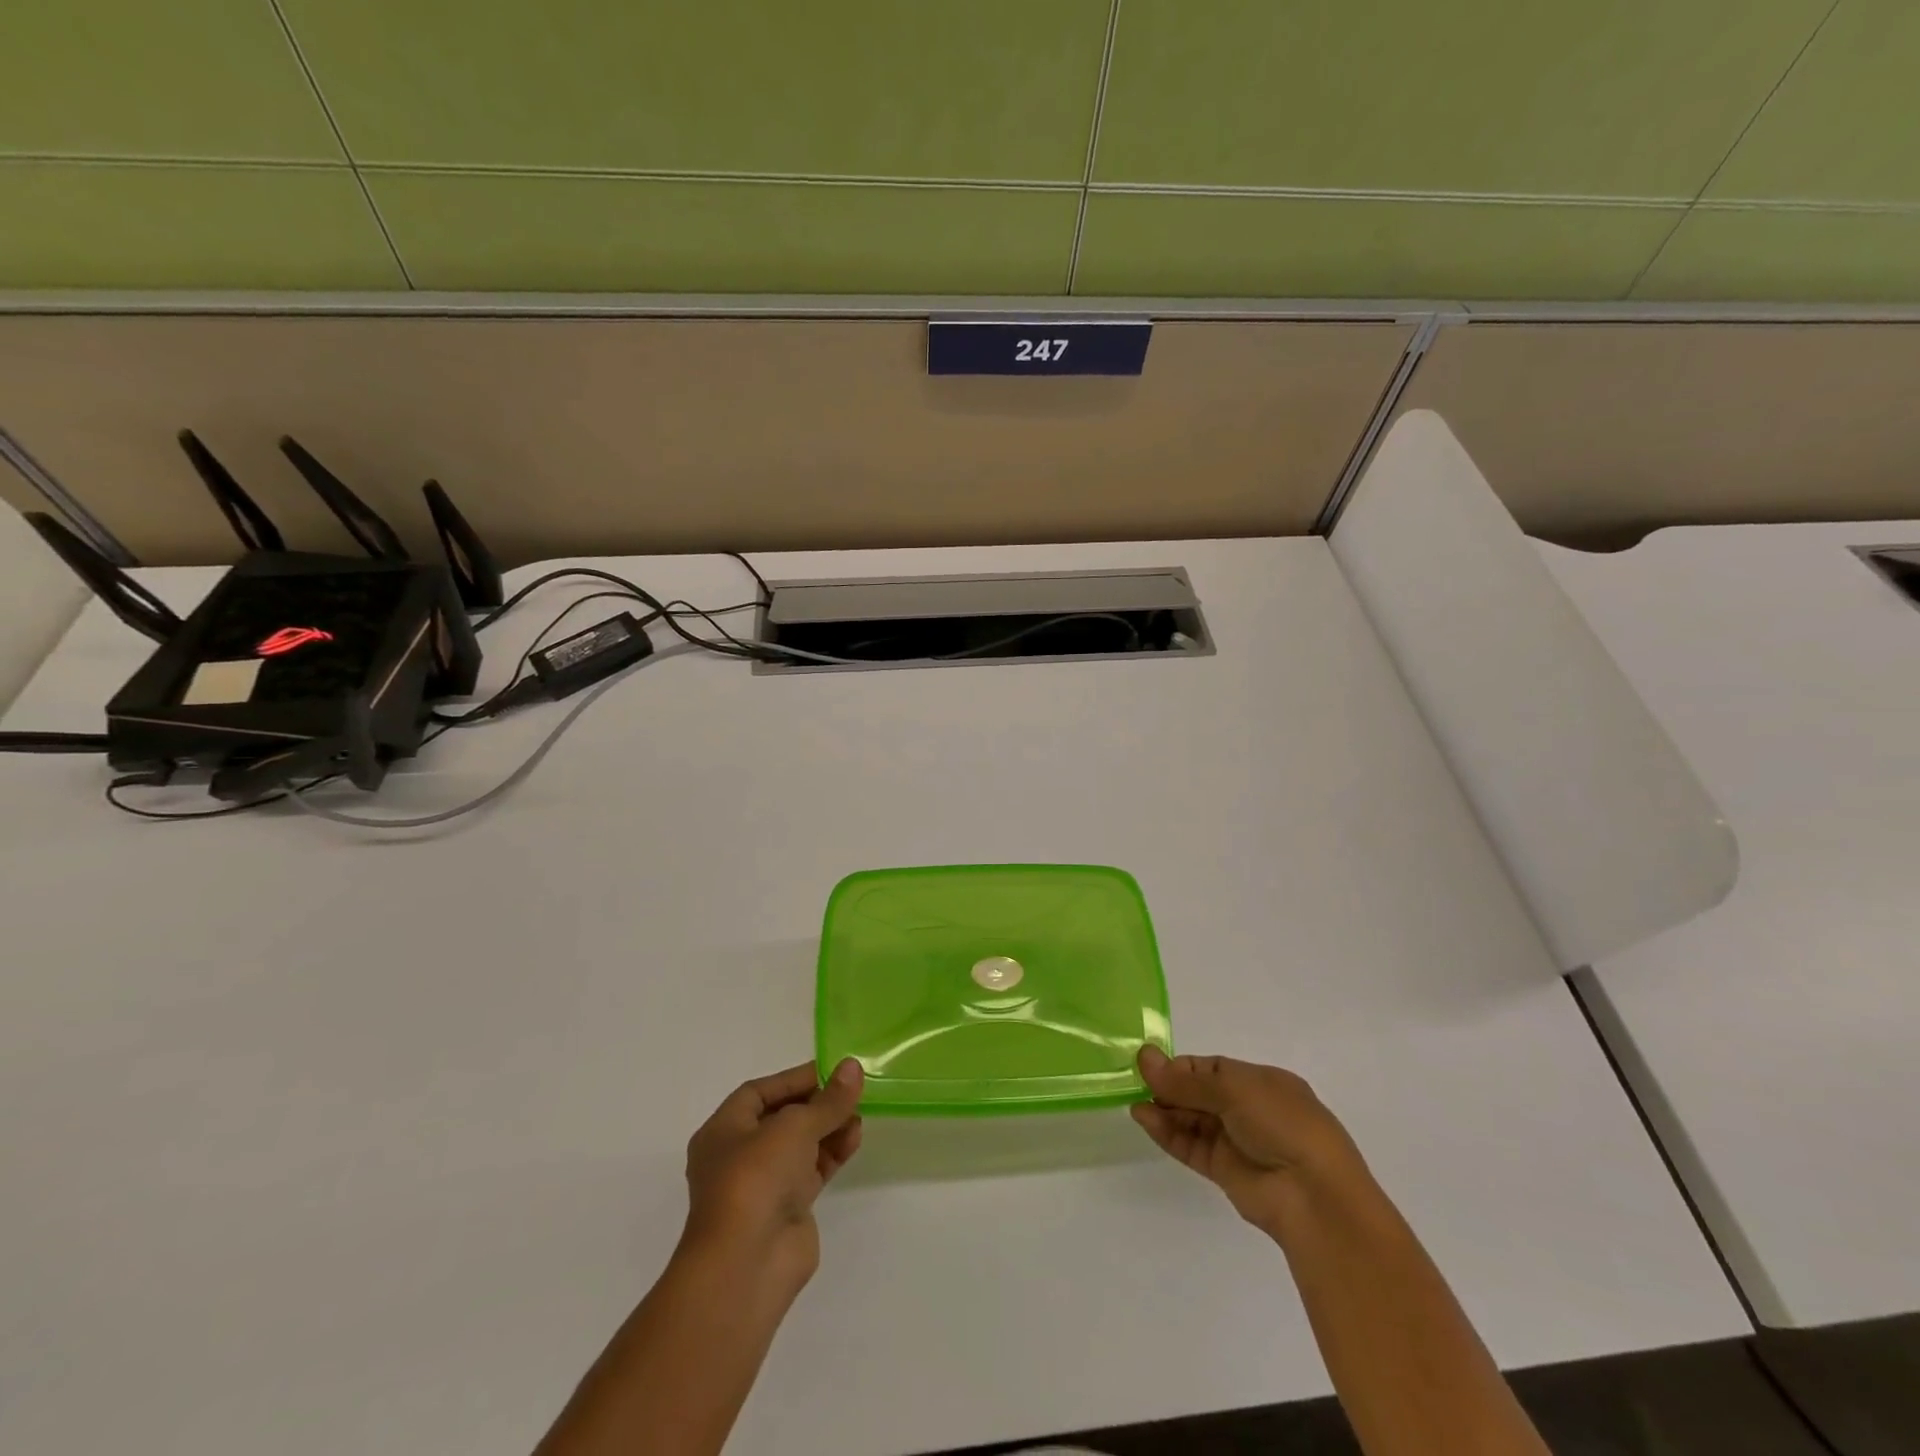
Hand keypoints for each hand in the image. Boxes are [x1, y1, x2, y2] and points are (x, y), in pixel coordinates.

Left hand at [681, 1059, 863, 1294]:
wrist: (747, 1265)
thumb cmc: (756, 1178)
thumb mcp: (795, 1126)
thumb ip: (829, 1099)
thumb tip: (853, 1067)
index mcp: (723, 1131)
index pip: (759, 1092)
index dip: (794, 1078)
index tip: (831, 1070)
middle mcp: (739, 1156)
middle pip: (782, 1118)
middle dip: (817, 1104)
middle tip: (851, 1091)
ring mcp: (763, 1185)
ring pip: (800, 1145)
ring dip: (829, 1127)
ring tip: (859, 1115)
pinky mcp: (786, 1209)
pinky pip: (812, 1170)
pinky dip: (832, 1153)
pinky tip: (854, 1139)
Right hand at [1131, 1047, 1365, 1235]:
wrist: (1314, 1196)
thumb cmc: (1283, 1125)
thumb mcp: (1234, 1089)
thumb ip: (1185, 1080)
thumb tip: (1144, 1056)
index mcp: (1261, 1083)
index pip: (1211, 1068)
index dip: (1180, 1067)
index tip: (1149, 1065)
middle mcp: (1249, 1110)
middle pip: (1198, 1093)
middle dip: (1169, 1088)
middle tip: (1136, 1082)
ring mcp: (1237, 1142)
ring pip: (1192, 1120)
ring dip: (1164, 1111)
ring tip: (1135, 1104)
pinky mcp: (1225, 1172)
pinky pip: (1190, 1146)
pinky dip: (1167, 1133)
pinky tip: (1145, 1120)